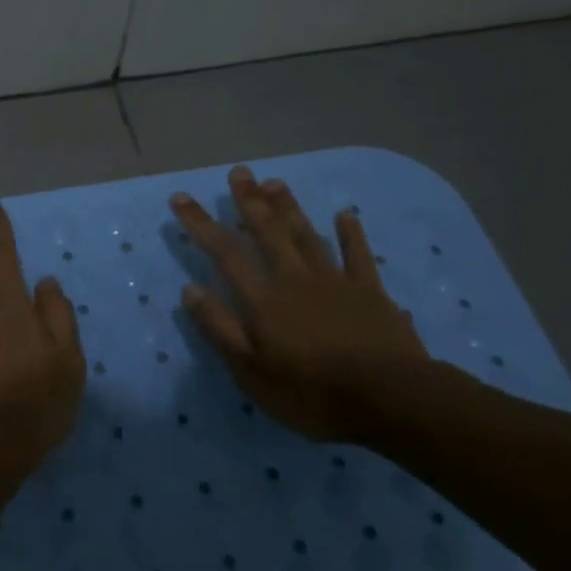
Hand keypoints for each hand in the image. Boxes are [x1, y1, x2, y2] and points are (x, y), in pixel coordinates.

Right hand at [169, 166, 429, 443]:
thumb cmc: (310, 392)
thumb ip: (219, 328)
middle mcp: (295, 279)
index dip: (201, 223)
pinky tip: (344, 215)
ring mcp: (335, 282)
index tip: (182, 198)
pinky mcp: (370, 292)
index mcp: (263, 300)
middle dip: (249, 201)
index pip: (224, 253)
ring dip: (289, 208)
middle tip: (239, 172)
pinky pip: (357, 255)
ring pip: (306, 235)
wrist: (389, 399)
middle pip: (268, 233)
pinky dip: (350, 234)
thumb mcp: (250, 371)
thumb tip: (190, 289)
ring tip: (274, 183)